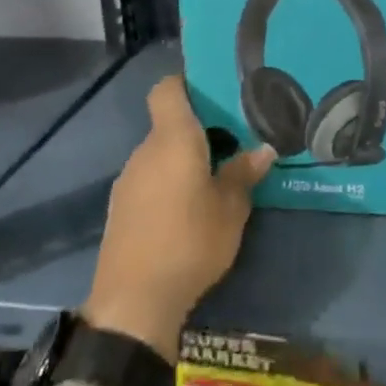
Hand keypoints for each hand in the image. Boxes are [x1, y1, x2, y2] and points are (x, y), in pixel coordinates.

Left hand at [83, 76, 274, 361]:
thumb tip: (264, 149)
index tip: (214, 92)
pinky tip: (188, 211)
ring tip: (214, 179)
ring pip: (160, 155)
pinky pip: (149, 180)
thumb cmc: (190, 241)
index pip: (168, 90)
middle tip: (232, 142)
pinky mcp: (120, 209)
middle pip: (168, 124)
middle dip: (198, 130)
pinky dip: (168, 184)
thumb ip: (244, 174)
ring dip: (183, 160)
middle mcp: (145, 152)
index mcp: (173, 139)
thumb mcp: (231, 209)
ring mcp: (128, 181)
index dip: (187, 83)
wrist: (134, 301)